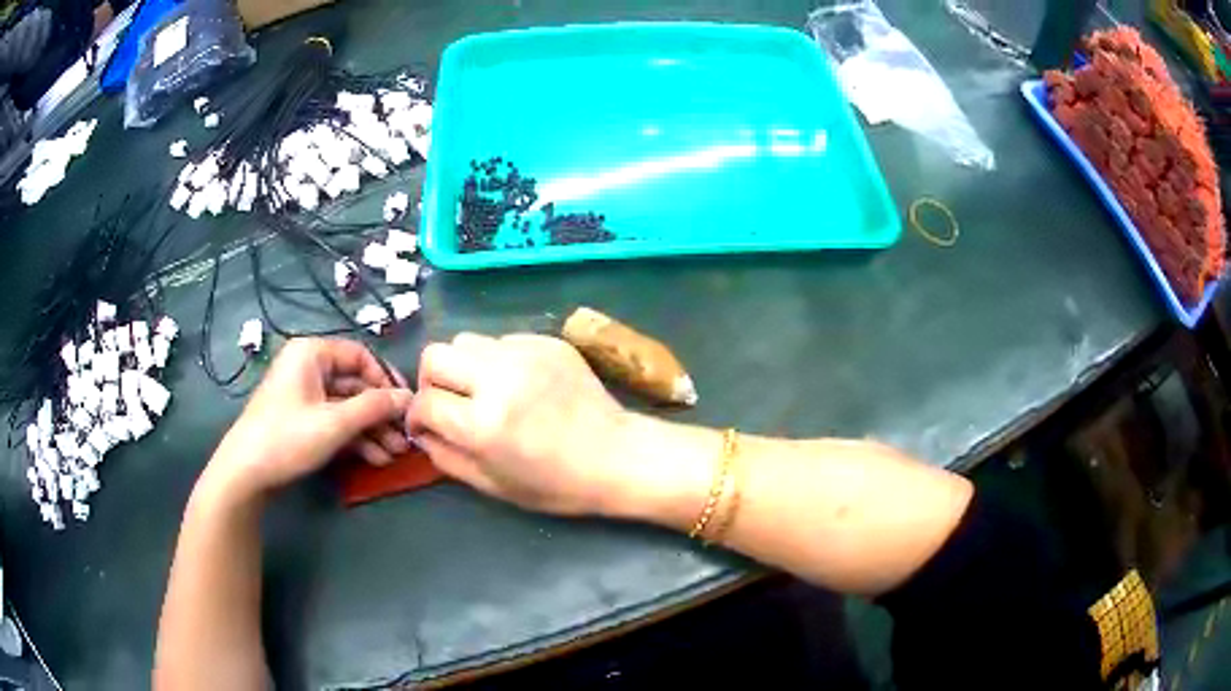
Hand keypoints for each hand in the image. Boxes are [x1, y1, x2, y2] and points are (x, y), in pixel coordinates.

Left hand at [203, 338, 412, 499]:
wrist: (246, 472)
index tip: (406, 406)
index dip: (386, 380)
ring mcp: (304, 395)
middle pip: (355, 384)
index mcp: (311, 353)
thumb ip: (374, 407)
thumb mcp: (335, 423)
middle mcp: (308, 368)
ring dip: (371, 429)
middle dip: (380, 413)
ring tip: (394, 455)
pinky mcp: (301, 419)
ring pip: (346, 406)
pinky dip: (354, 437)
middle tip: (405, 438)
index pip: (360, 356)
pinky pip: (334, 421)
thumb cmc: (288, 437)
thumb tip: (408, 397)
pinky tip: (375, 458)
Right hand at [406, 333, 629, 515]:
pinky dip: (497, 360)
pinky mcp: (547, 342)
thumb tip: (422, 430)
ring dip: (463, 366)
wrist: (617, 456)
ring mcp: (525, 354)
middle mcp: (498, 378)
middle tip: (448, 401)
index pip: (424, 401)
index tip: (426, 425)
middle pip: (434, 355)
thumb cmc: (556, 484)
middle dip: (431, 380)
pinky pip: (502, 340)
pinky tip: (518, 384)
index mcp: (483, 423)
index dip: (417, 416)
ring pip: (465, 340)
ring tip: (482, 390)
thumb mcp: (492, 485)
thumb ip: (446, 456)